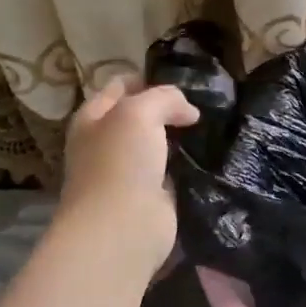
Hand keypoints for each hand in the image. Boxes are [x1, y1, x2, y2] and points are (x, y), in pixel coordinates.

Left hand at [58, 77, 200, 277]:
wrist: (122, 228)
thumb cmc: (120, 162)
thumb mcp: (139, 111)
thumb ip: (164, 98)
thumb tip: (188, 112)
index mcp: (92, 119)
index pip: (119, 87)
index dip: (146, 79)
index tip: (181, 80)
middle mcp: (106, 144)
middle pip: (139, 117)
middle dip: (167, 110)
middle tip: (203, 104)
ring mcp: (127, 173)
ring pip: (158, 145)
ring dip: (180, 138)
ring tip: (212, 126)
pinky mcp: (150, 198)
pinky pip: (172, 173)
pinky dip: (188, 166)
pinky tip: (210, 156)